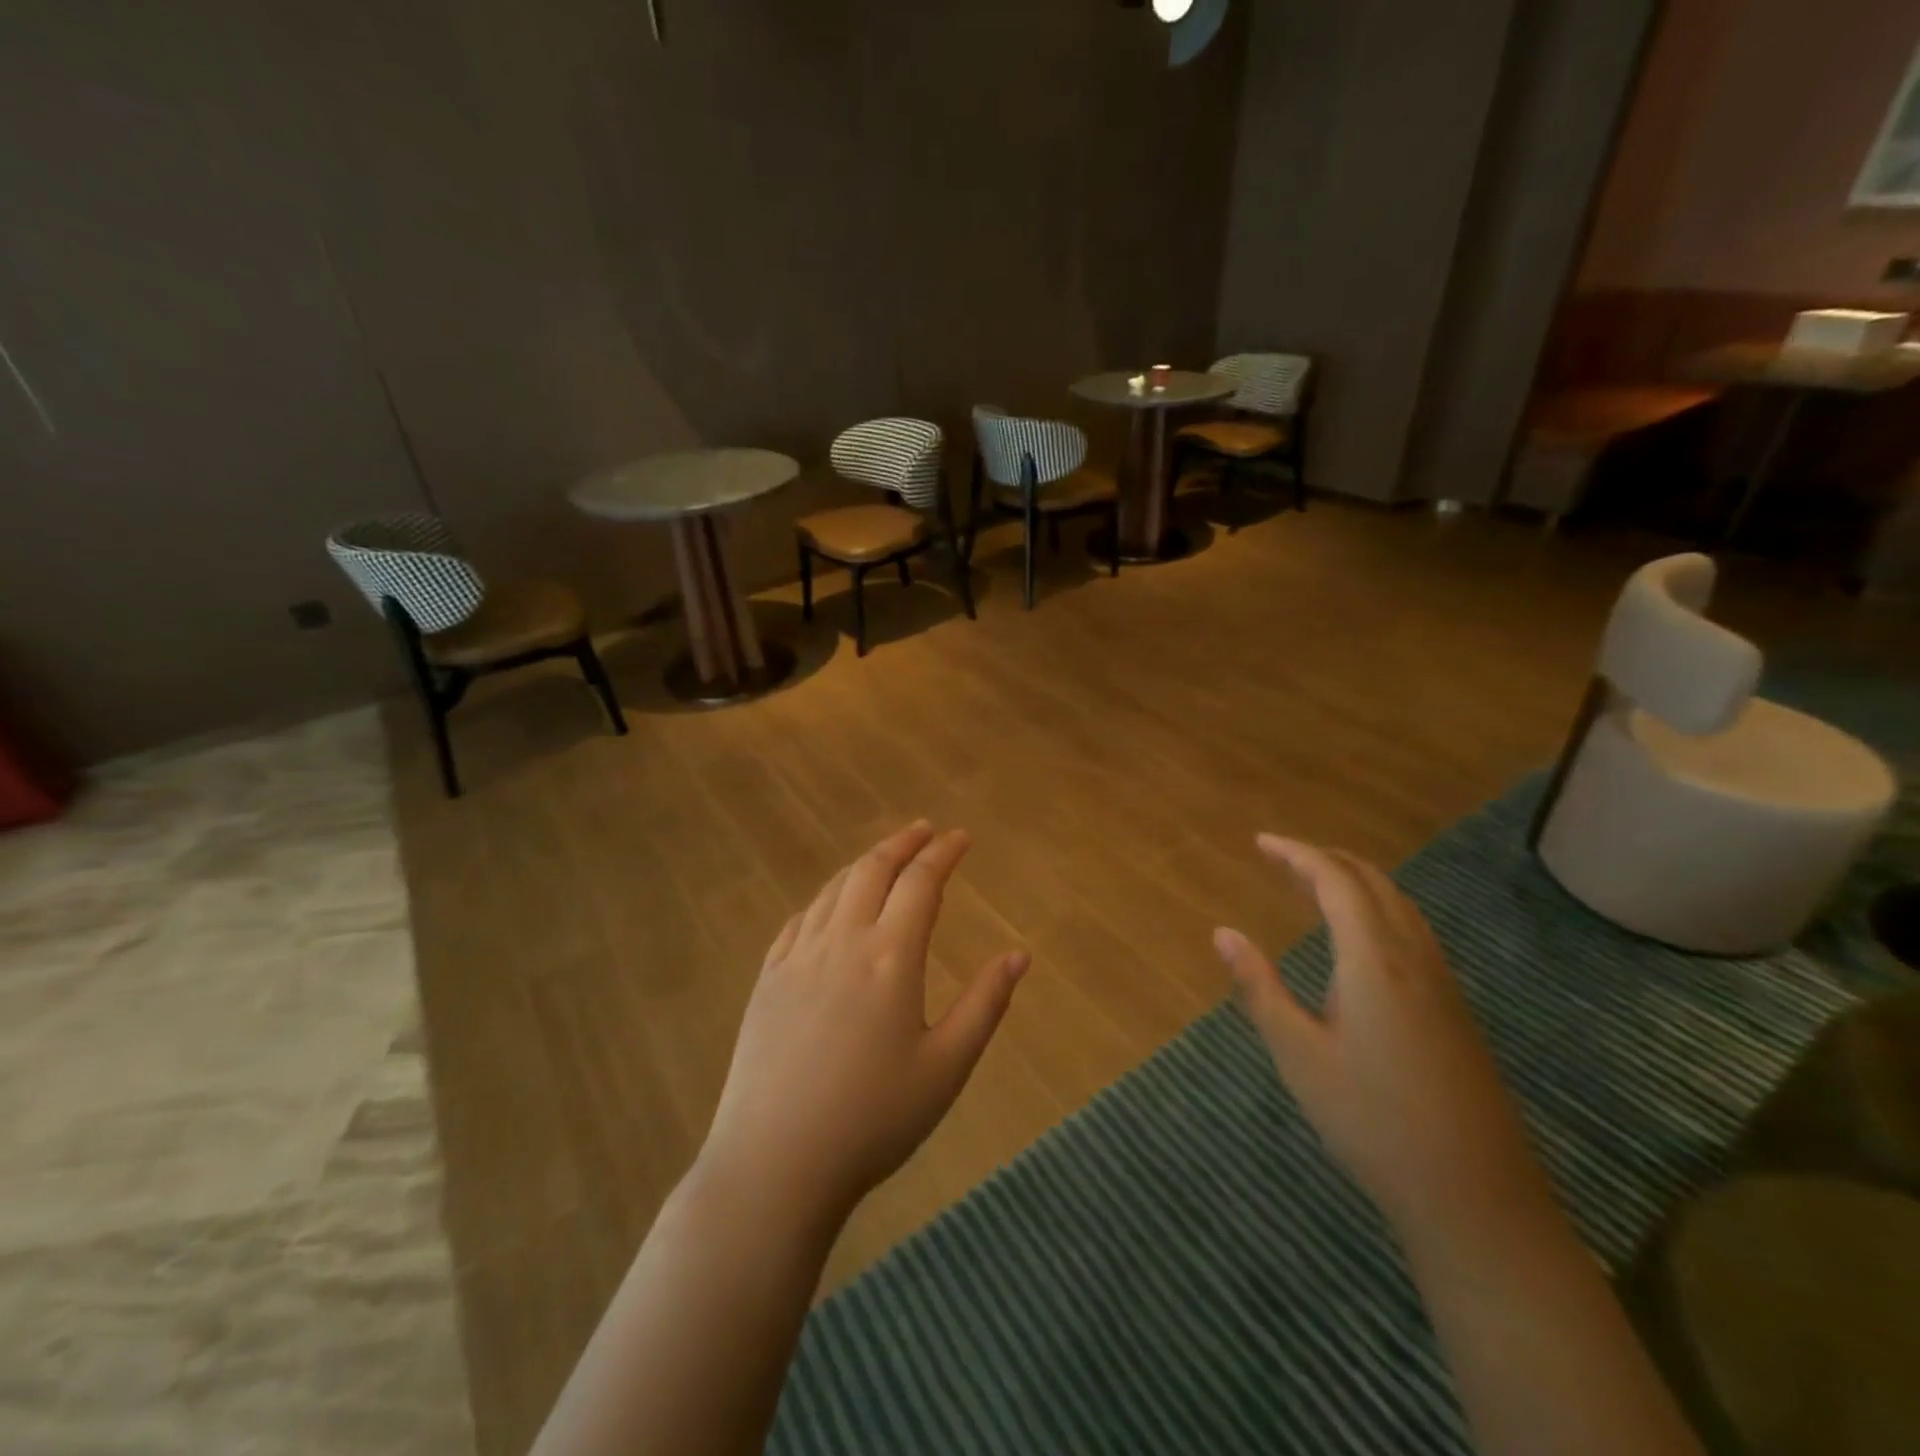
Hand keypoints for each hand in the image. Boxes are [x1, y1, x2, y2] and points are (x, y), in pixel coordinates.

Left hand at [696, 821, 1029, 1226]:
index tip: (962, 836)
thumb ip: (985, 1004)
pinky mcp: (768, 979)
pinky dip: (825, 898)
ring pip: (833, 889)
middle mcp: (842, 941)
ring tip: (885, 858)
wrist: (775, 1163)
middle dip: (903, 843)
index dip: (944, 853)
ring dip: (864, 864)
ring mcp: (797, 957)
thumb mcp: (946, 1068)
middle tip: (925, 831)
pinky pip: (799, 919)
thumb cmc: (873, 1119)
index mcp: (890, 956)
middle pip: (872, 870)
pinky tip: (830, 906)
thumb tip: (1019, 955)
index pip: (921, 882)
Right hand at [1213, 835, 1556, 1250]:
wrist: (1475, 1196)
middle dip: (1325, 860)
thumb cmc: (1371, 1120)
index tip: (1260, 843)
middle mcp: (1413, 958)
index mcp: (1373, 960)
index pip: (1335, 882)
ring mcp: (1442, 983)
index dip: (1297, 854)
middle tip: (1281, 858)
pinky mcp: (1454, 1009)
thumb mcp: (1298, 1053)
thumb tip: (1223, 933)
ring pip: (1399, 906)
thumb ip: (1259, 987)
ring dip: (1355, 883)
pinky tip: (1361, 939)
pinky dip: (1378, 910)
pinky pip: (1413, 932)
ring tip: (1313, 886)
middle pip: (1372, 883)